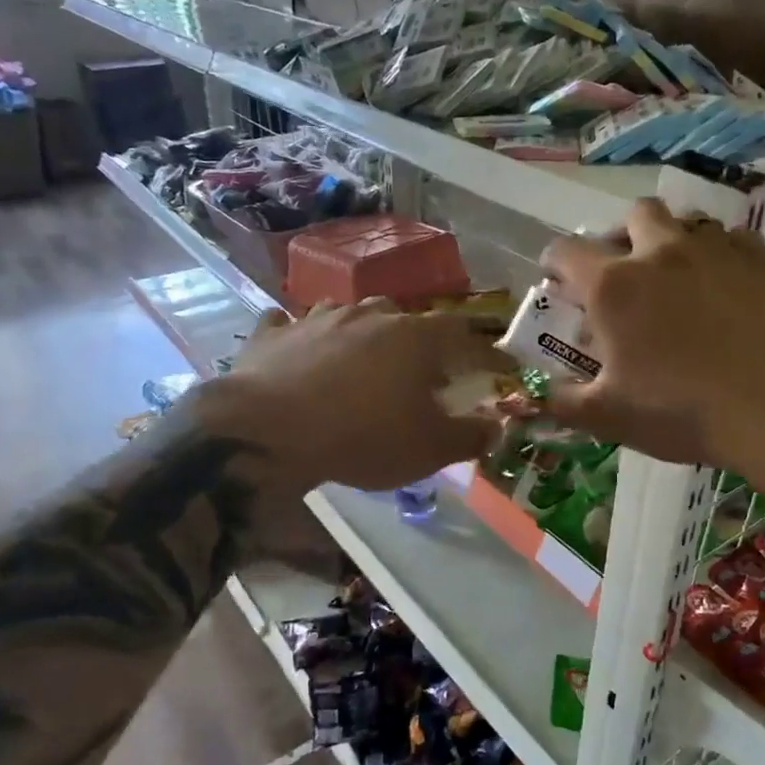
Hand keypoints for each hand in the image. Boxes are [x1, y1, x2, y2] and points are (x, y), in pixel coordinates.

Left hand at [194, 300, 515, 491]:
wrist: (269, 431)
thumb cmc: (363, 437)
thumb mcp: (429, 449)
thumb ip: (469, 436)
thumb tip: (495, 426)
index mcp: (415, 337)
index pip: (462, 334)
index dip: (482, 352)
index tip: (495, 369)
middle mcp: (369, 316)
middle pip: (404, 317)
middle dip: (416, 340)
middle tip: (417, 370)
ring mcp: (317, 318)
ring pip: (349, 315)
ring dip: (361, 333)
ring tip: (360, 360)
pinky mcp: (274, 334)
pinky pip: (291, 326)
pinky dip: (299, 337)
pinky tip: (296, 349)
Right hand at [539, 199, 764, 466]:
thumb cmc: (678, 412)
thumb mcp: (606, 417)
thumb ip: (562, 401)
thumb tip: (540, 395)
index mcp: (612, 285)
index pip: (565, 250)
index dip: (555, 265)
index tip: (562, 286)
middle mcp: (659, 252)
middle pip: (634, 214)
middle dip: (623, 235)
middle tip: (627, 274)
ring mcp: (716, 250)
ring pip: (687, 220)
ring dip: (674, 241)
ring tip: (679, 278)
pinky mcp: (762, 260)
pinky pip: (734, 238)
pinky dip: (722, 254)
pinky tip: (725, 284)